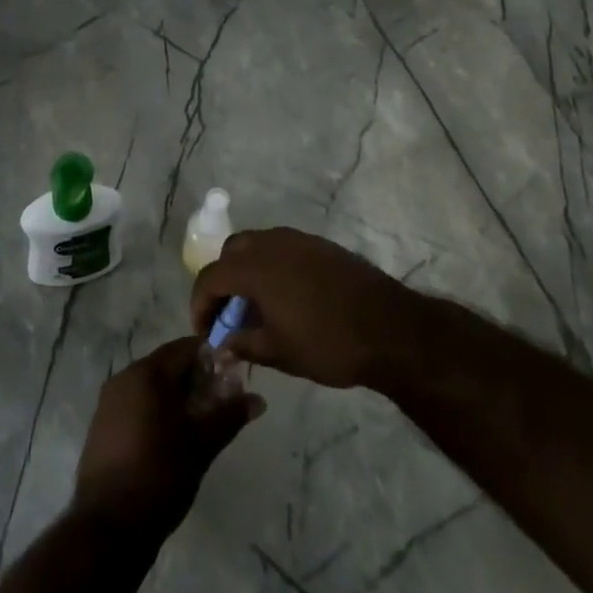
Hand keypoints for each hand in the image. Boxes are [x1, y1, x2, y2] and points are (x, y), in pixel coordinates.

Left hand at [73, 338, 263, 536]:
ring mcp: (109, 402)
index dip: (211, 358)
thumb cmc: (160, 475)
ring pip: (150, 386)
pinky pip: (135, 404)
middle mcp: (124, 377)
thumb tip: (258, 399)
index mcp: (146, 373)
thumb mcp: (201, 445)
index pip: (184, 348)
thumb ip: (229, 416)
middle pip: (167, 366)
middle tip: (219, 404)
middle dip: (195, 380)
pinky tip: (171, 438)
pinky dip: (155, 411)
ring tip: (199, 424)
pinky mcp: (102, 425)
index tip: (231, 376)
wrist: (108, 526)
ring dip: (176, 397)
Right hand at [190, 228, 426, 390]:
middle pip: (232, 252)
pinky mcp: (321, 245)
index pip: (211, 276)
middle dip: (223, 281)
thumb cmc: (328, 344)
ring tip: (257, 307)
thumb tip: (222, 346)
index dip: (201, 304)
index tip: (206, 331)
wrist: (390, 329)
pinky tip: (286, 297)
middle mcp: (272, 243)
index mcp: (255, 267)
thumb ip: (243, 344)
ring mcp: (299, 240)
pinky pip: (283, 248)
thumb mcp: (279, 352)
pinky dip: (273, 267)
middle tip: (230, 315)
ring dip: (248, 271)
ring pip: (258, 245)